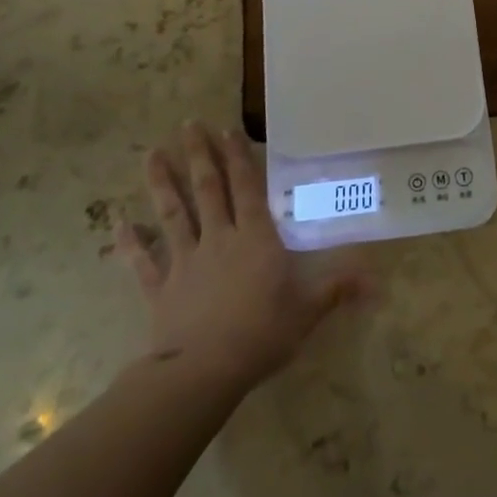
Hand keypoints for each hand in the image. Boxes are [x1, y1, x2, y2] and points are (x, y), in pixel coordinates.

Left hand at [115, 124, 367, 397]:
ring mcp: (185, 261)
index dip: (237, 157)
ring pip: (173, 214)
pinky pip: (142, 261)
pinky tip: (117, 223)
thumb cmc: (262, 334)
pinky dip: (129, 242)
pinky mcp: (160, 288)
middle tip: (187, 125)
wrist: (204, 372)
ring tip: (151, 155)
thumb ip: (339, 288)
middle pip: (207, 189)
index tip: (226, 129)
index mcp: (255, 238)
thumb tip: (379, 280)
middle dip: (198, 155)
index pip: (246, 188)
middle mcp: (219, 239)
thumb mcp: (308, 310)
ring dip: (162, 184)